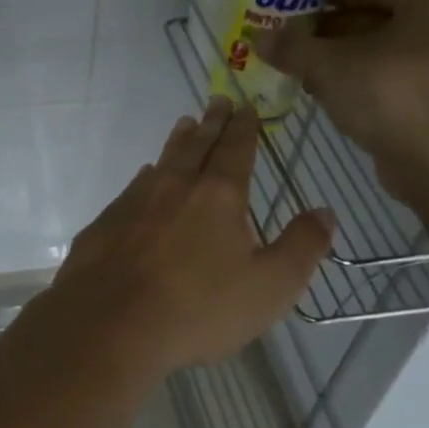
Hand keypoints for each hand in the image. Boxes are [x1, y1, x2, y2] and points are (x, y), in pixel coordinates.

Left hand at [54, 99, 332, 371]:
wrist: (108, 326)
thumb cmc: (197, 309)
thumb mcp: (269, 287)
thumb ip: (302, 247)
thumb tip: (325, 212)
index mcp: (217, 197)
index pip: (235, 150)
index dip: (243, 128)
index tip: (246, 107)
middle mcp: (174, 188)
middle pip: (195, 146)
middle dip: (210, 123)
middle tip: (216, 101)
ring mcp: (133, 204)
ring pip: (161, 162)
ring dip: (177, 142)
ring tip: (184, 126)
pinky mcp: (104, 225)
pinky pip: (132, 189)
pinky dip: (145, 178)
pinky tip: (144, 179)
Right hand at [256, 0, 428, 201]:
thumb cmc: (390, 95)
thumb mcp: (330, 66)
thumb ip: (293, 48)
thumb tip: (258, 37)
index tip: (288, 9)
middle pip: (375, 14)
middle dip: (329, 30)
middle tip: (289, 41)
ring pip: (382, 48)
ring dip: (341, 57)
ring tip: (300, 69)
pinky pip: (392, 74)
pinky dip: (361, 78)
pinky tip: (327, 92)